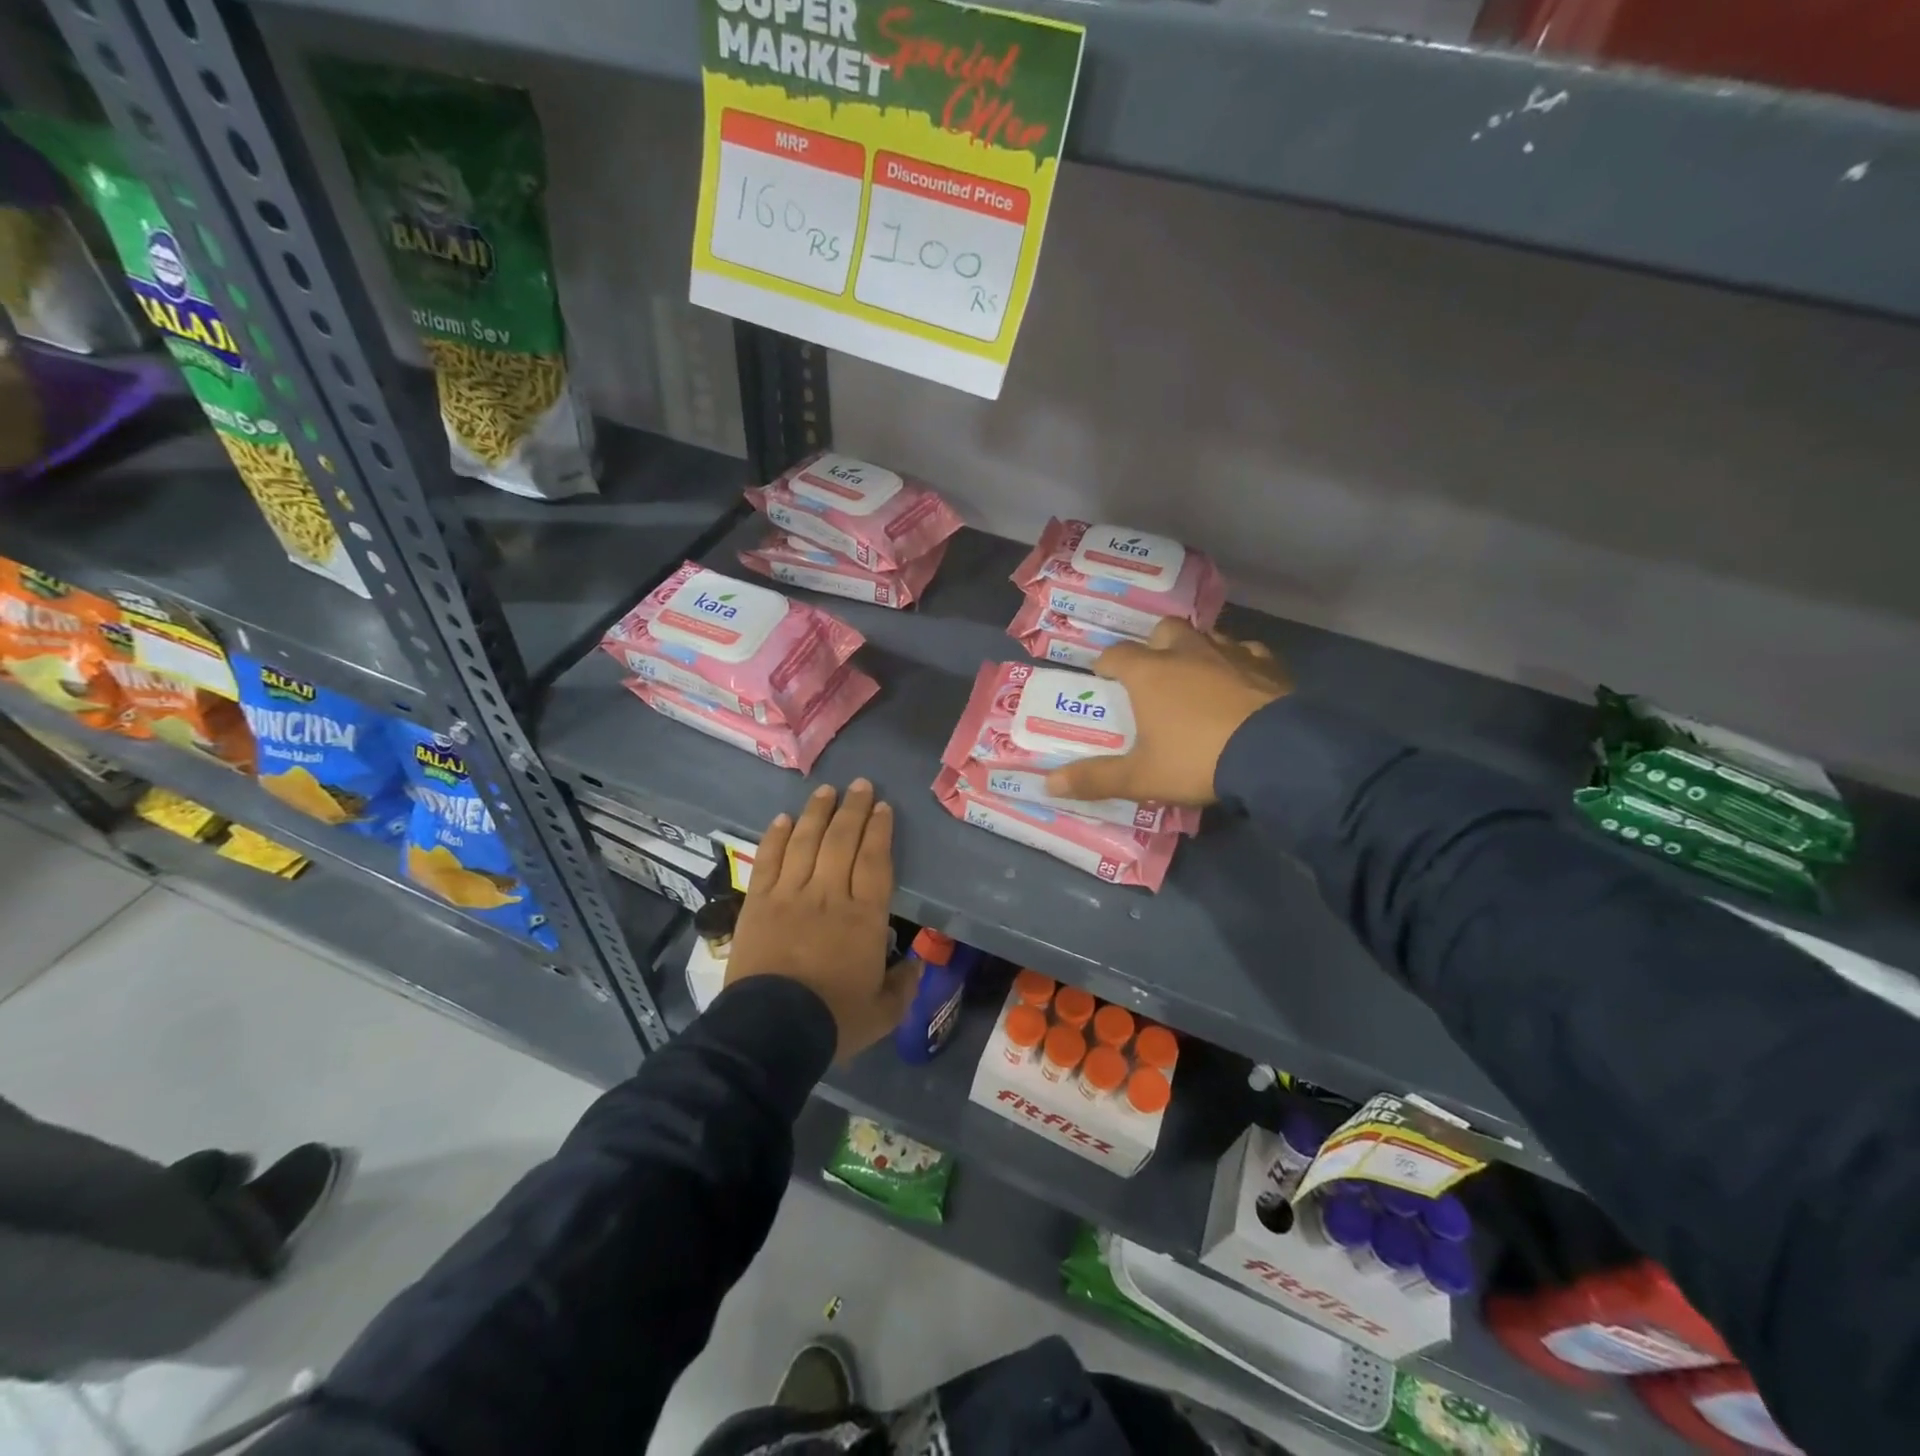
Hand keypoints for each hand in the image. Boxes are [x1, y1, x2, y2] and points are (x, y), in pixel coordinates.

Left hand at [725, 780, 916, 1061]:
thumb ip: (903, 986)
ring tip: (826, 790)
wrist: (771, 1031)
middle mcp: (828, 894)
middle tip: (860, 785)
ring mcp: (789, 895)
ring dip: (817, 813)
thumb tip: (915, 965)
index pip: (874, 860)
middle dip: (853, 809)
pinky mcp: (757, 903)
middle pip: (842, 841)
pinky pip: (768, 861)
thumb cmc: (833, 1020)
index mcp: (863, 916)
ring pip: (805, 842)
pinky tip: (783, 819)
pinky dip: (776, 837)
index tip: (883, 807)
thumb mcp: (883, 1013)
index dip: (879, 830)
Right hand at [1045, 619, 1289, 807]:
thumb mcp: (1140, 778)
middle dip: (1153, 645)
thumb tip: (1048, 784)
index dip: (1105, 664)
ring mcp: (1231, 653)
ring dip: (1195, 650)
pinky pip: (1247, 652)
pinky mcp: (1268, 664)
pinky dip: (1238, 662)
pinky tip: (1240, 682)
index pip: (1116, 655)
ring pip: (1206, 636)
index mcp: (1149, 673)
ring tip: (1195, 677)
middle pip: (1163, 631)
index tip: (1102, 677)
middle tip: (1153, 672)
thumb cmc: (1197, 760)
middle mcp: (1187, 652)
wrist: (1275, 755)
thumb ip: (1095, 778)